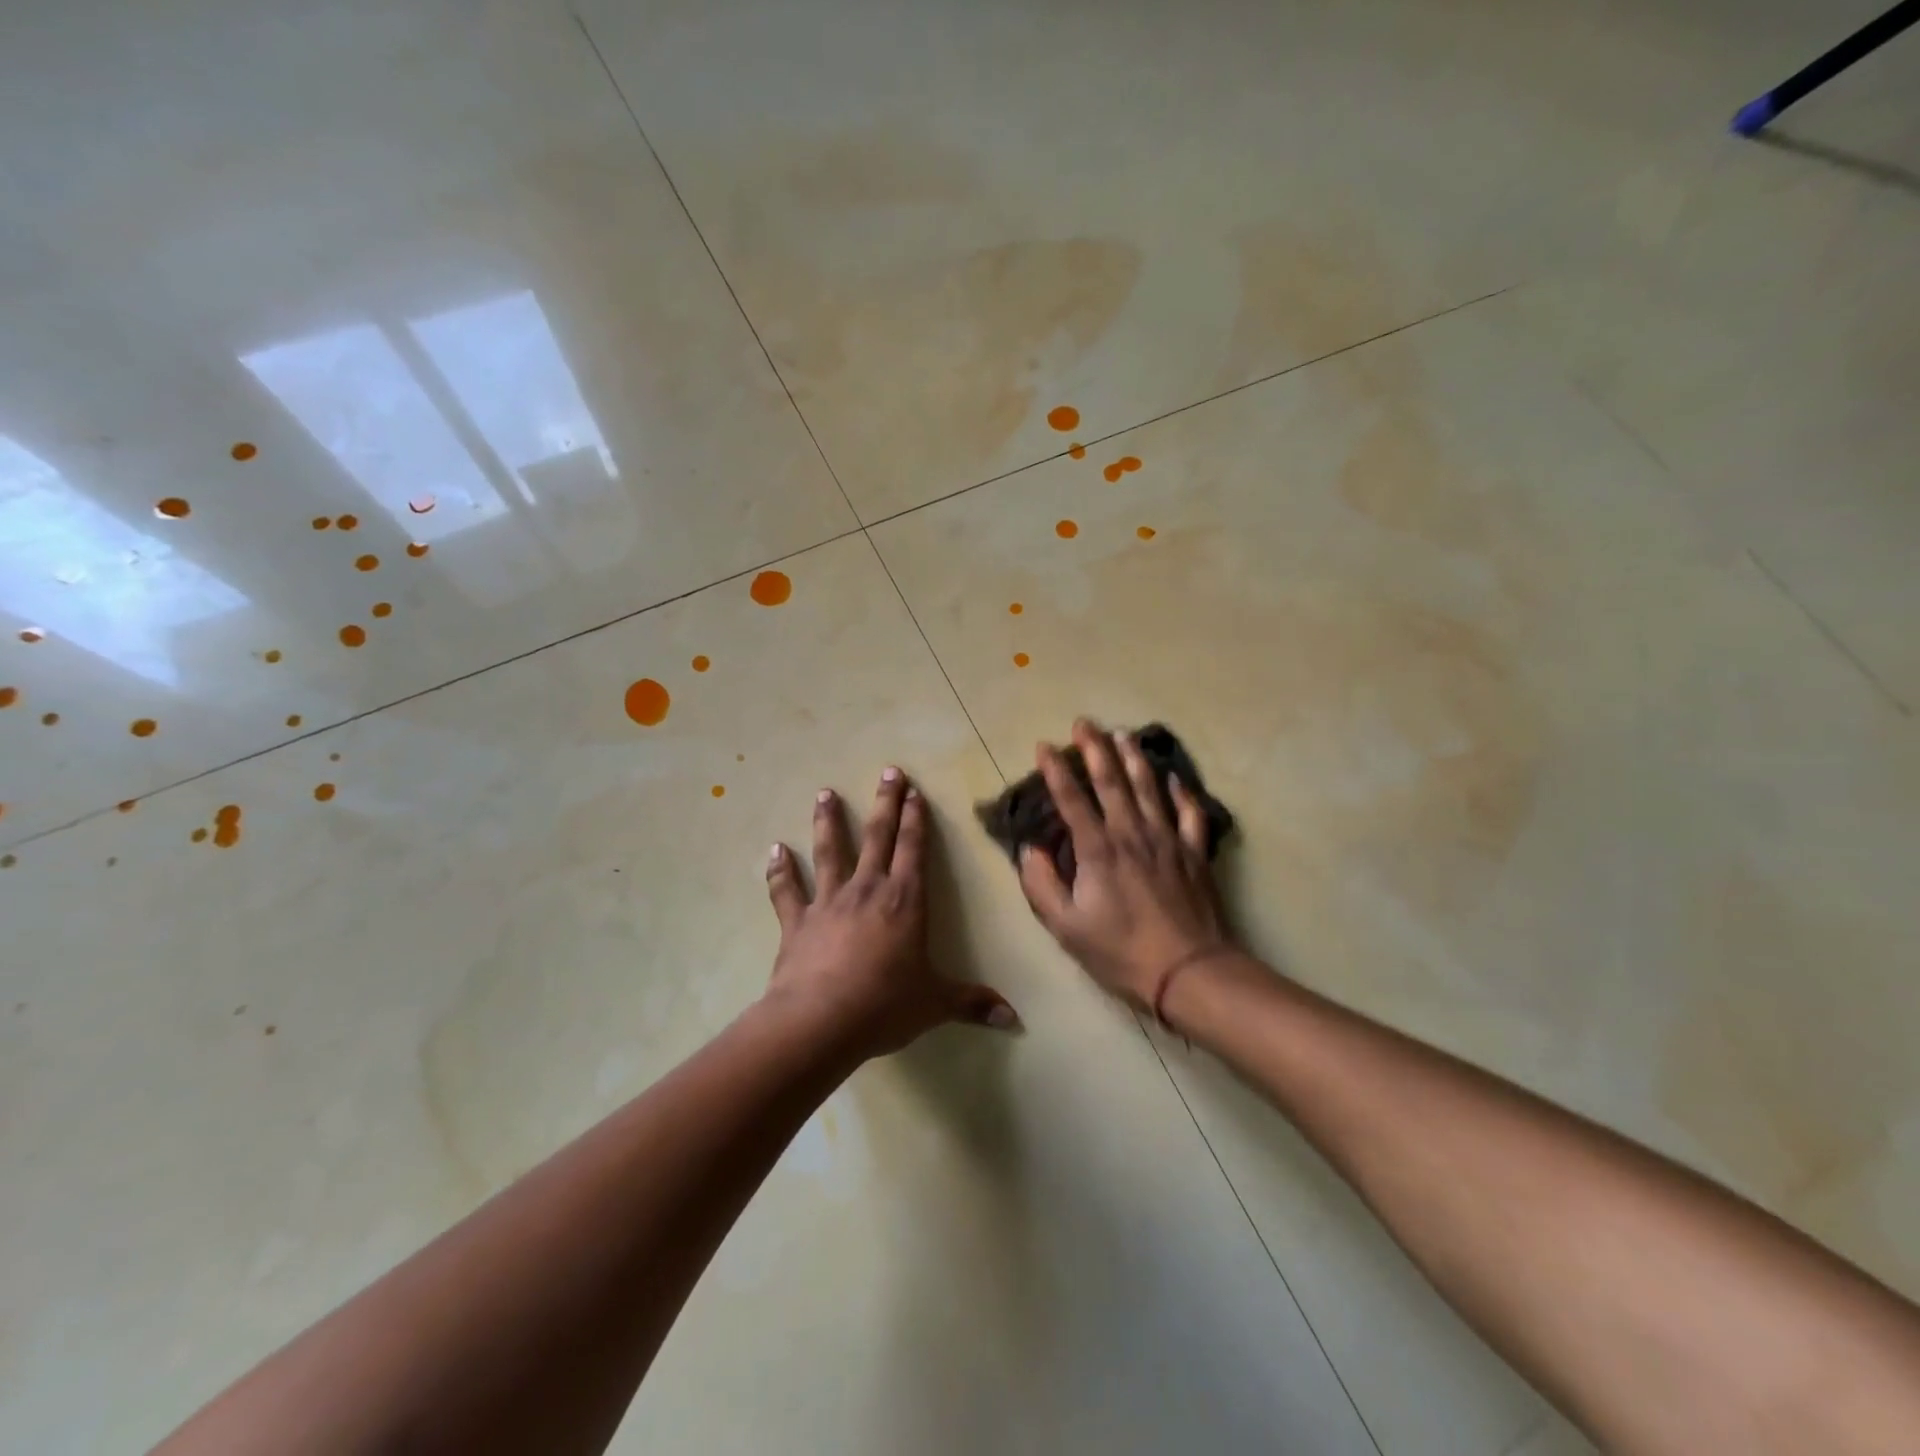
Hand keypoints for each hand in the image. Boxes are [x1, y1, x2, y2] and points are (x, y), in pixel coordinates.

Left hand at [763, 768, 1016, 1061]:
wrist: (820, 1021)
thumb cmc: (884, 1005)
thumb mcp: (935, 1004)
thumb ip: (972, 1003)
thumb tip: (1014, 1019)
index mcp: (904, 902)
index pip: (914, 850)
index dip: (916, 820)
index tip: (915, 791)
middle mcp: (867, 891)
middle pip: (877, 837)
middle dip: (885, 803)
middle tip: (888, 771)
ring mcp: (828, 902)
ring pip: (829, 852)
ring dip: (828, 821)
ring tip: (824, 793)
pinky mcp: (796, 922)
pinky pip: (786, 890)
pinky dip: (780, 870)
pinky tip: (775, 850)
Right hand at [1018, 720, 1230, 1008]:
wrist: (1189, 971)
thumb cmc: (1121, 951)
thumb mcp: (1066, 927)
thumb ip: (1041, 885)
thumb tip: (1030, 850)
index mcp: (1098, 849)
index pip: (1072, 799)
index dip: (1056, 770)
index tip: (1044, 746)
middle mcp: (1132, 833)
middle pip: (1111, 781)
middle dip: (1095, 748)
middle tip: (1084, 722)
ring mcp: (1168, 839)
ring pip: (1149, 788)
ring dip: (1134, 758)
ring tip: (1122, 734)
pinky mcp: (1195, 853)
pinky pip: (1190, 813)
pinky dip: (1182, 792)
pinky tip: (1174, 778)